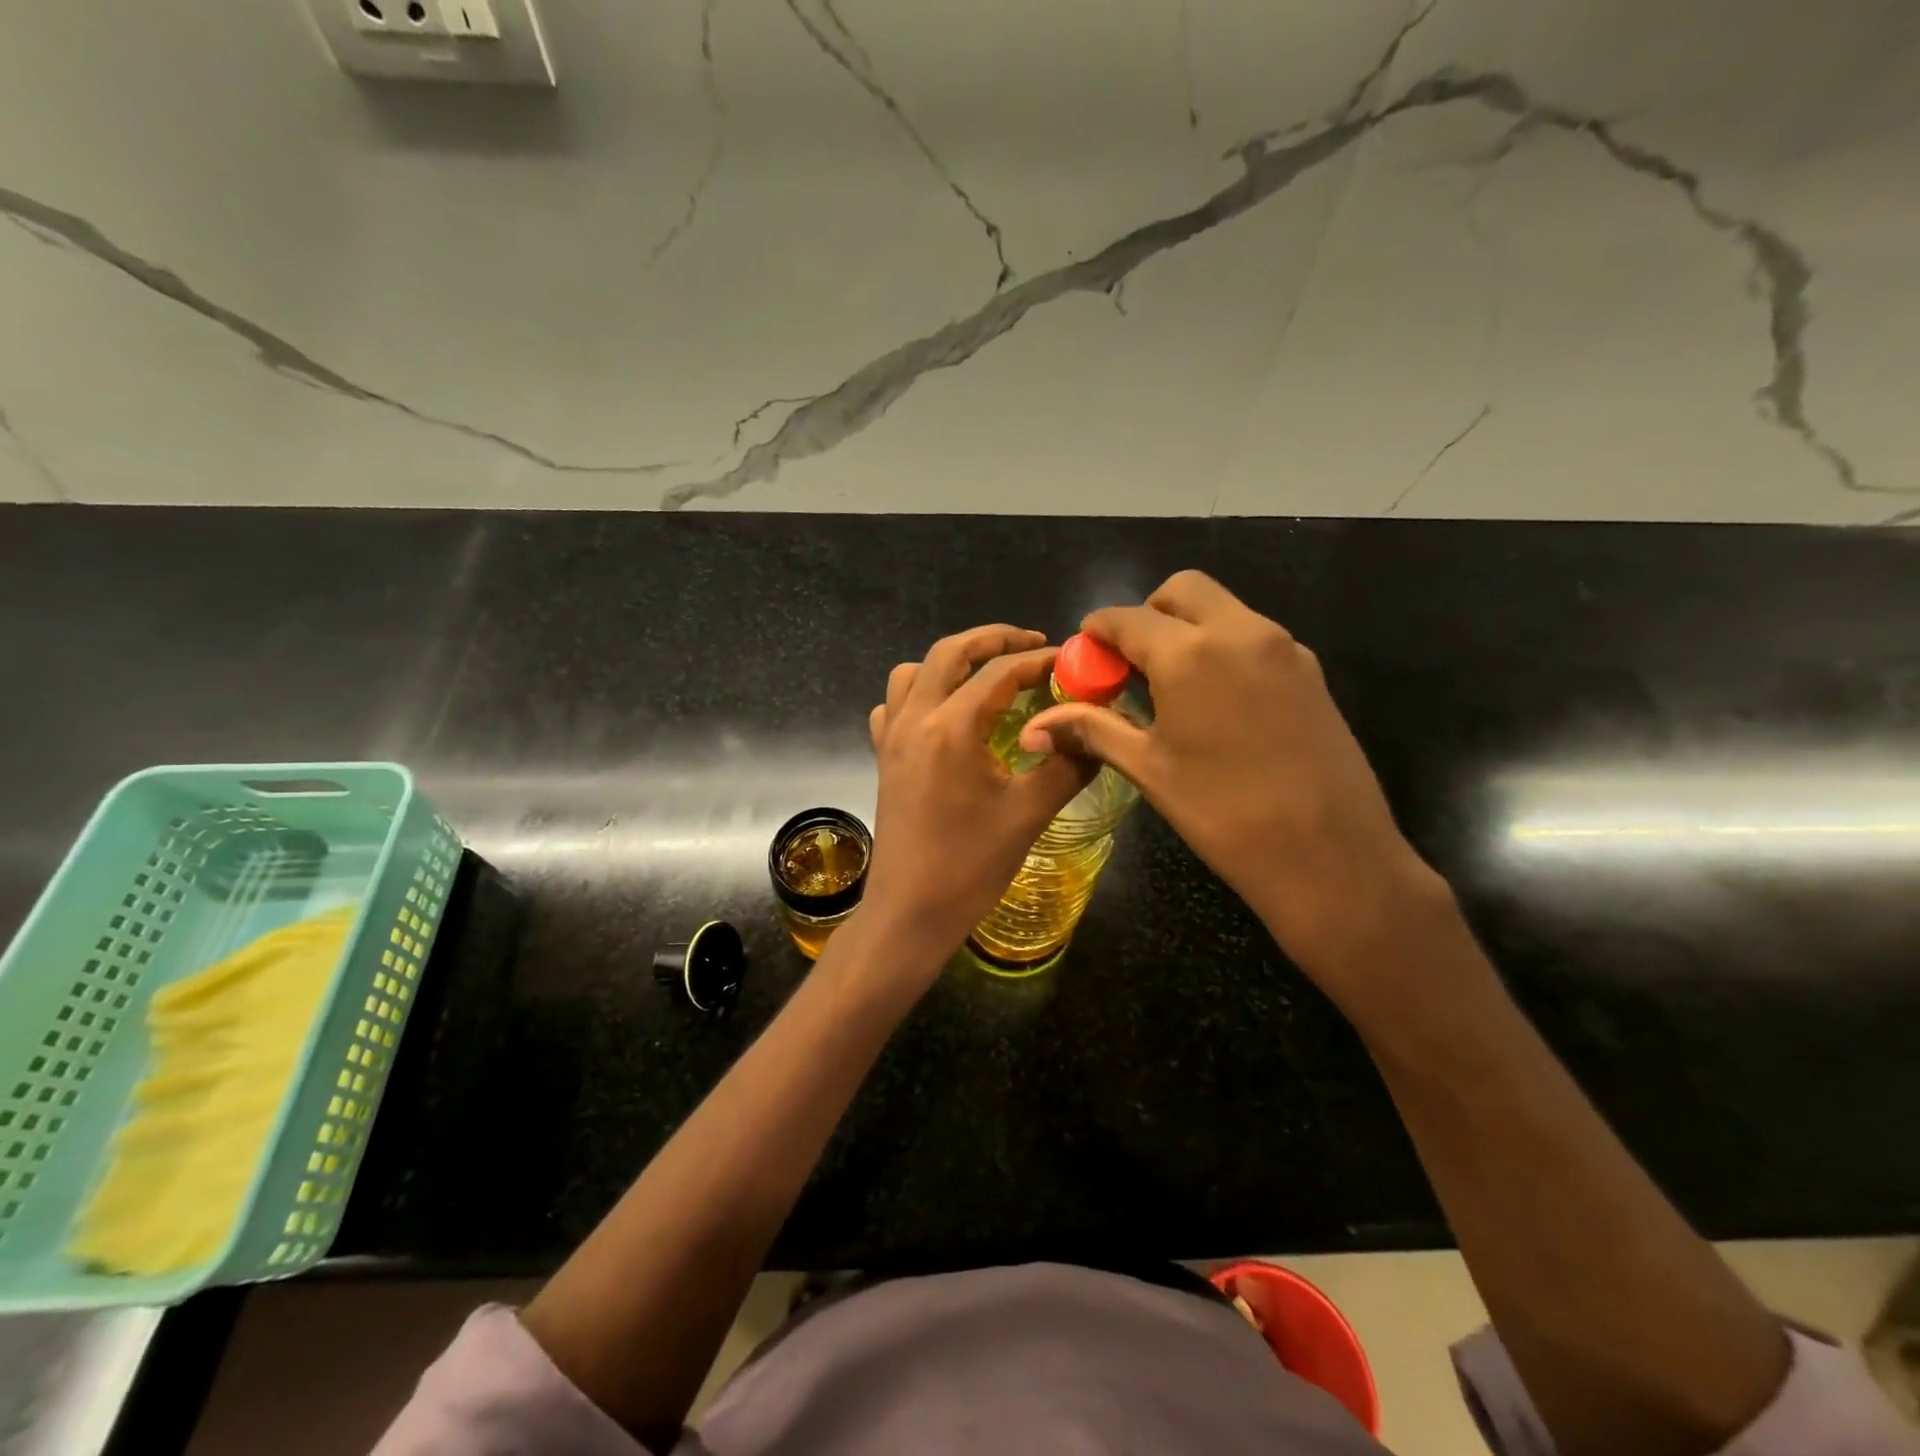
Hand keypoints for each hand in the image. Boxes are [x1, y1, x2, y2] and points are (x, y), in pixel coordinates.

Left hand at [861, 625, 1094, 968]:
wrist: (909, 913)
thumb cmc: (969, 867)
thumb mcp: (1029, 814)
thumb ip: (1067, 763)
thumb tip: (1097, 730)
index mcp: (951, 728)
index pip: (999, 672)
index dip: (1039, 660)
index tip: (1070, 660)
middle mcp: (915, 720)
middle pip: (949, 653)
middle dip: (993, 639)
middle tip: (1032, 643)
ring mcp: (892, 738)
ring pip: (914, 672)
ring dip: (952, 661)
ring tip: (988, 672)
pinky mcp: (884, 758)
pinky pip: (894, 705)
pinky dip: (920, 692)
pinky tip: (944, 713)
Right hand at [1023, 571, 1446, 991]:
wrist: (1330, 854)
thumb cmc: (1224, 813)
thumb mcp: (1150, 768)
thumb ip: (1093, 730)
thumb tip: (1035, 729)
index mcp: (1190, 653)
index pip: (1127, 618)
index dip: (1097, 631)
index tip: (1084, 655)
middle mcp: (1239, 631)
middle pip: (1182, 591)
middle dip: (1147, 615)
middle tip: (1131, 665)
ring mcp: (1283, 647)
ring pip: (1222, 610)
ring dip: (1187, 629)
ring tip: (1170, 688)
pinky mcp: (1310, 670)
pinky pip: (1253, 637)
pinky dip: (1223, 649)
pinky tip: (1216, 703)